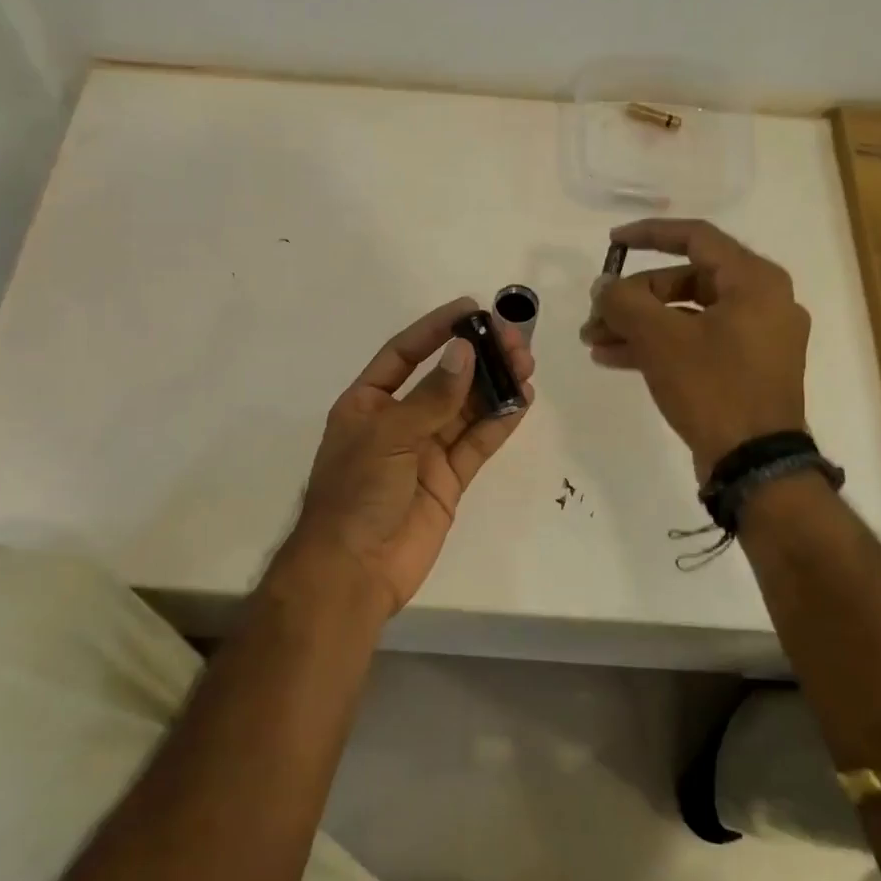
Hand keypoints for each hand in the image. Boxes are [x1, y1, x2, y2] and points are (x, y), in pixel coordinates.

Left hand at [284, 298, 534, 616]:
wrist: (354, 570)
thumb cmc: (356, 493)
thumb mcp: (388, 436)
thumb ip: (432, 397)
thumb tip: (464, 351)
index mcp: (368, 403)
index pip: (404, 353)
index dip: (435, 329)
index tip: (471, 309)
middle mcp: (398, 421)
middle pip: (444, 378)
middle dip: (477, 357)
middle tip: (513, 340)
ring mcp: (425, 451)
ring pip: (466, 408)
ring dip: (495, 385)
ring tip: (526, 363)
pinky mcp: (449, 479)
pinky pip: (477, 443)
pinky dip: (499, 422)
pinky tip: (522, 399)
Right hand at [580, 218, 808, 479]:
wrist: (755, 464)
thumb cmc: (713, 388)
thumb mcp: (660, 340)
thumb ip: (624, 302)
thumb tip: (603, 286)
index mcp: (754, 281)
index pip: (695, 238)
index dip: (648, 235)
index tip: (612, 243)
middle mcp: (762, 301)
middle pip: (685, 281)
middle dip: (633, 298)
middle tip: (595, 315)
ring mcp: (756, 338)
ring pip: (686, 316)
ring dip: (638, 325)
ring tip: (593, 341)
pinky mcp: (746, 369)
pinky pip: (696, 343)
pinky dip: (659, 346)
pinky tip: (614, 358)